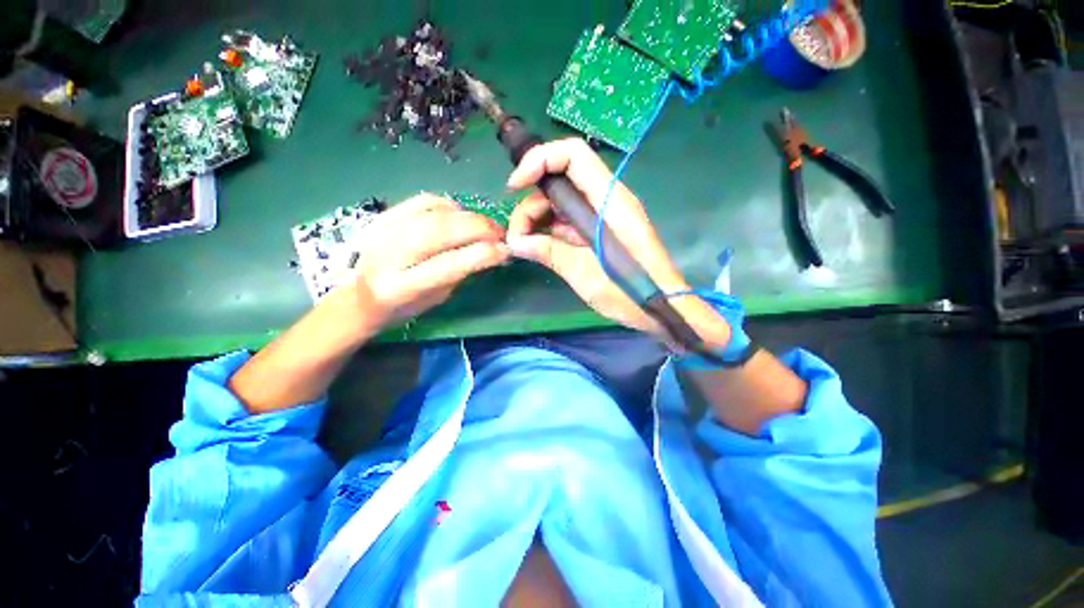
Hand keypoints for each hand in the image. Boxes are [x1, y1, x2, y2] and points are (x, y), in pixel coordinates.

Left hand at [335, 193, 509, 337]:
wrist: (359, 294)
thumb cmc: (403, 305)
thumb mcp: (436, 298)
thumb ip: (461, 274)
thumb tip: (491, 252)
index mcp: (401, 287)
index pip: (449, 265)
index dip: (482, 254)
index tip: (505, 251)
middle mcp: (389, 254)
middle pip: (442, 230)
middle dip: (480, 228)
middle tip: (500, 234)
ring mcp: (384, 229)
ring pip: (435, 212)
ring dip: (469, 216)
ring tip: (485, 226)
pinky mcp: (385, 214)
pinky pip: (425, 200)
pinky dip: (449, 206)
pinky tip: (459, 216)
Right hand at [505, 138, 729, 348]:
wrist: (659, 308)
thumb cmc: (629, 292)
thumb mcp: (584, 273)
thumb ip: (549, 252)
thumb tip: (516, 242)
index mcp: (609, 201)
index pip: (573, 156)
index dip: (540, 160)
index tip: (514, 187)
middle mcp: (605, 200)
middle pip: (561, 181)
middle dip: (532, 202)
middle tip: (516, 236)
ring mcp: (601, 216)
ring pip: (560, 203)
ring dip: (537, 220)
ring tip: (523, 246)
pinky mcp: (597, 232)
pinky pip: (567, 222)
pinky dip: (549, 231)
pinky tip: (536, 247)